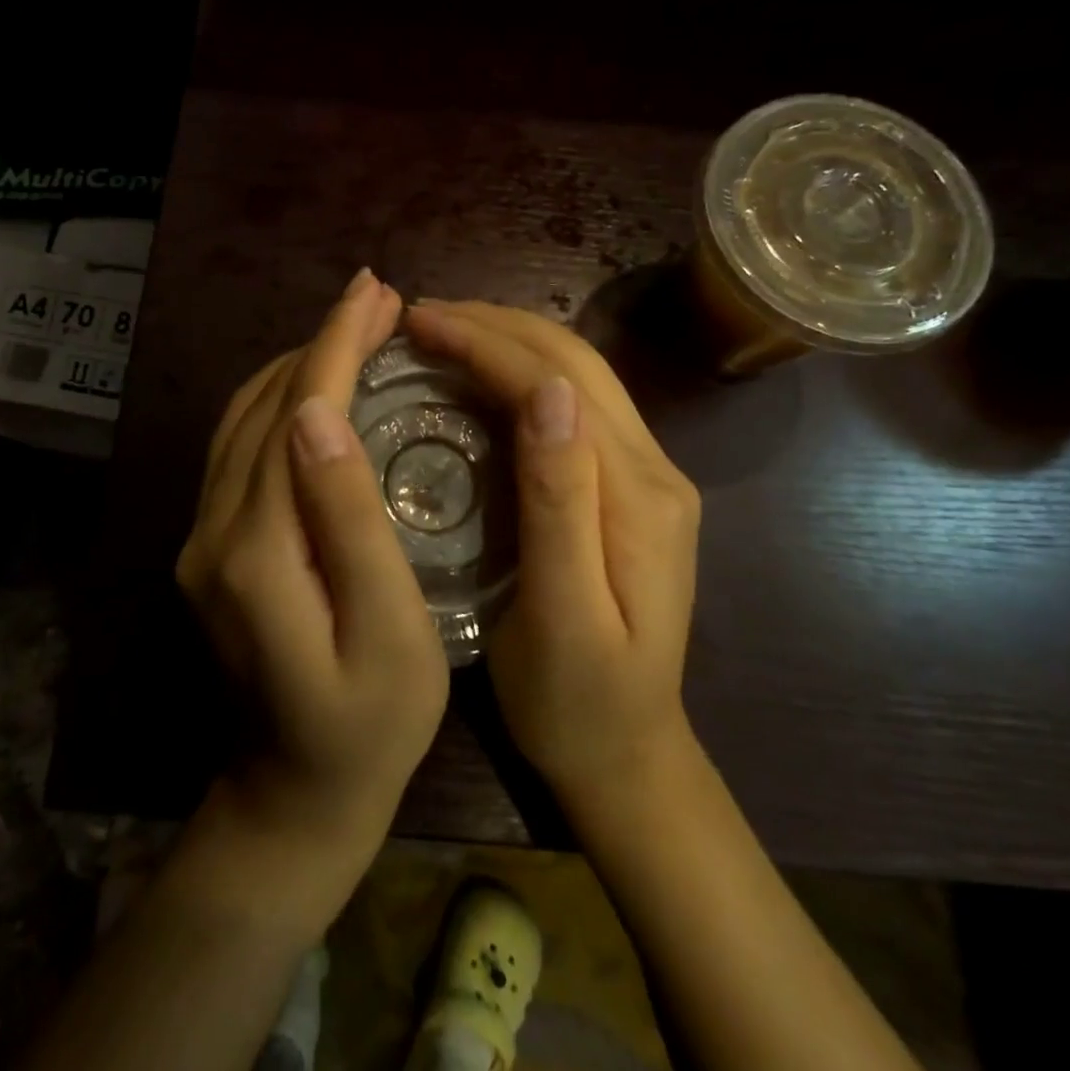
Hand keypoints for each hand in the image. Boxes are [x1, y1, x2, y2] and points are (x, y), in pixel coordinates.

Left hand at [177, 269, 449, 888]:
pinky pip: (240, 448)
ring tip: (354, 330)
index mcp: (258, 547)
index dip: (336, 345)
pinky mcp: (210, 546)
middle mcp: (214, 529)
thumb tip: (321, 415)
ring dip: (299, 365)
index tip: (376, 292)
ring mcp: (203, 537)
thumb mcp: (388, 632)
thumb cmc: (369, 724)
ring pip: (245, 419)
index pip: (298, 413)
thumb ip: (350, 522)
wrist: (294, 795)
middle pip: (267, 405)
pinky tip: (316, 389)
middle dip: (322, 342)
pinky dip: (279, 402)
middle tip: (378, 300)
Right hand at [405, 301, 701, 812]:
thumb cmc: (577, 702)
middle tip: (421, 315)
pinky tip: (479, 374)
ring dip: (509, 338)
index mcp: (636, 497)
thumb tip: (547, 392)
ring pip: (576, 373)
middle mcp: (652, 468)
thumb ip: (560, 503)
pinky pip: (573, 404)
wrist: (629, 755)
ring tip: (443, 330)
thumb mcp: (562, 616)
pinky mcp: (628, 487)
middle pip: (574, 362)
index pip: (556, 384)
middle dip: (496, 324)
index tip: (417, 322)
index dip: (486, 343)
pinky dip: (521, 371)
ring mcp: (646, 474)